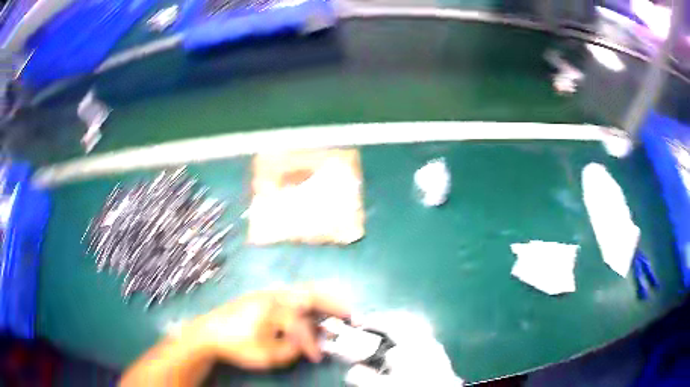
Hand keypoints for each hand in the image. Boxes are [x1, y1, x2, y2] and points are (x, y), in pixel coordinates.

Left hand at [186, 284, 350, 369]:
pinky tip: (308, 311)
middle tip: (349, 313)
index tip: (318, 357)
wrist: (208, 333)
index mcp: (275, 308)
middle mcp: (274, 295)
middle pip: (310, 294)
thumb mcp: (266, 355)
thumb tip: (305, 344)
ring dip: (319, 301)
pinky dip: (305, 302)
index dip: (313, 344)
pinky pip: (290, 295)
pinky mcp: (261, 296)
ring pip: (300, 291)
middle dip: (333, 303)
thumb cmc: (236, 344)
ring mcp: (266, 293)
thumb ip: (292, 350)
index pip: (303, 327)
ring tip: (333, 310)